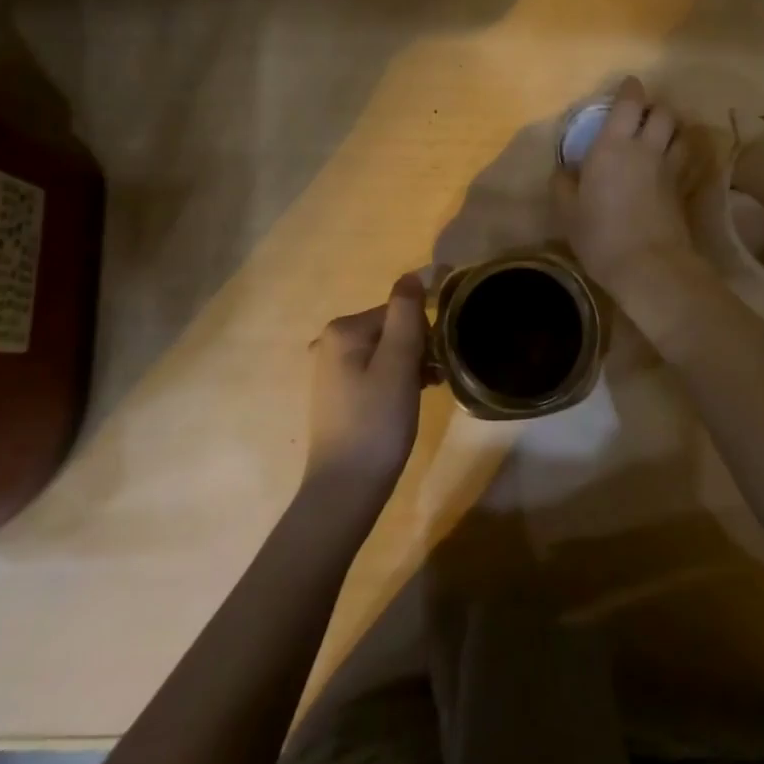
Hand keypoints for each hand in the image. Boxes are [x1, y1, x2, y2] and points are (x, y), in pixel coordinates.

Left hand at [304, 274, 427, 500]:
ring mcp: (331, 369)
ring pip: (386, 352)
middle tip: (428, 383)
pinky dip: (395, 382)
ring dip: (409, 368)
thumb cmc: (376, 422)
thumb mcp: (398, 363)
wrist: (346, 489)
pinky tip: (404, 405)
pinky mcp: (337, 393)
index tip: (432, 365)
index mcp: (343, 329)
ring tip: (420, 396)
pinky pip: (375, 372)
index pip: (399, 312)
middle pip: (392, 329)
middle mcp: (330, 342)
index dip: (422, 336)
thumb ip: (406, 314)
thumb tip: (412, 275)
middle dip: (416, 351)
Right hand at [553, 76, 701, 297]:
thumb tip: (564, 170)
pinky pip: (686, 160)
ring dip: (672, 128)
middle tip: (643, 114)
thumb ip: (563, 185)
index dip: (630, 89)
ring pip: (681, 133)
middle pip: (663, 113)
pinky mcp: (683, 190)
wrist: (649, 265)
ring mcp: (669, 168)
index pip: (629, 103)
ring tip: (662, 135)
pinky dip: (681, 154)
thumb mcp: (568, 212)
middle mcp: (645, 148)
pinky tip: (672, 163)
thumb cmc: (600, 235)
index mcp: (613, 146)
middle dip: (655, 107)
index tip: (628, 85)